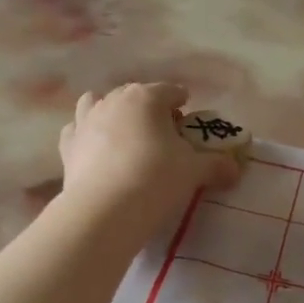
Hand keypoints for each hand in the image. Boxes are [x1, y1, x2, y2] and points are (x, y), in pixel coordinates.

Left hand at [58, 84, 237, 224]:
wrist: (105, 211)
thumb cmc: (155, 180)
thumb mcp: (194, 171)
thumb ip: (216, 165)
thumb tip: (235, 168)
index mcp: (146, 97)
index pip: (170, 91)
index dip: (183, 103)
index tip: (189, 120)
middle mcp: (113, 101)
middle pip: (136, 96)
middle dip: (150, 109)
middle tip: (164, 135)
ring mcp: (85, 121)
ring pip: (97, 104)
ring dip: (112, 113)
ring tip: (126, 136)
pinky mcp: (68, 146)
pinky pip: (77, 130)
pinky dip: (87, 135)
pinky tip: (96, 149)